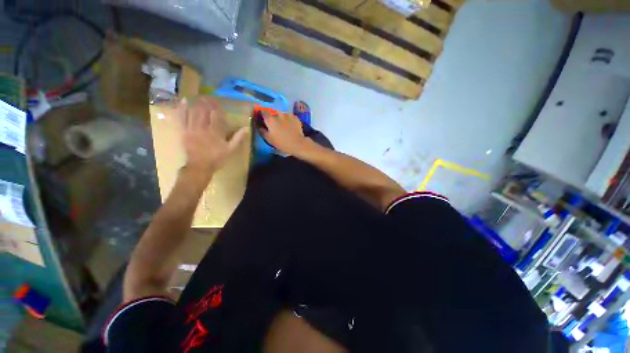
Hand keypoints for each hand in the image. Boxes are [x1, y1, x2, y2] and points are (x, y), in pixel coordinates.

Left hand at [179, 97, 248, 182]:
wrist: (199, 166)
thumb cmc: (217, 158)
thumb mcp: (230, 150)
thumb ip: (238, 138)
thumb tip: (246, 128)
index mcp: (215, 132)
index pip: (216, 116)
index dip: (217, 108)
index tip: (219, 103)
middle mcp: (203, 128)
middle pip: (204, 111)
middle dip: (207, 103)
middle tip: (210, 97)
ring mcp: (191, 128)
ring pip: (193, 112)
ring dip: (197, 103)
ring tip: (200, 97)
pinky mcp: (183, 131)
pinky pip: (181, 117)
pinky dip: (182, 108)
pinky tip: (184, 101)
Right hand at [260, 111, 307, 155]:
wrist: (297, 144)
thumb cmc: (282, 143)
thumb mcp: (269, 139)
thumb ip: (263, 131)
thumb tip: (259, 126)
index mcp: (270, 119)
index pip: (263, 111)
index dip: (262, 113)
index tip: (262, 117)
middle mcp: (278, 114)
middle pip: (273, 112)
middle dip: (273, 115)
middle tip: (275, 123)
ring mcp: (287, 114)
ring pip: (282, 113)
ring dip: (281, 117)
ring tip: (284, 124)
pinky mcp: (295, 117)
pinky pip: (289, 116)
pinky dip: (289, 119)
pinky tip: (290, 125)